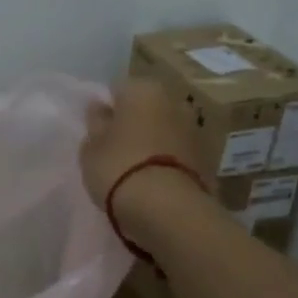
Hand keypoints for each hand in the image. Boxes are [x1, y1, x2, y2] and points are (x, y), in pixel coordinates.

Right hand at [80, 79, 205, 224]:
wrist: (167, 207)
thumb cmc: (119, 167)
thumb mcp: (91, 147)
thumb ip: (96, 123)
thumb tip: (100, 108)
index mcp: (143, 89)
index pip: (118, 90)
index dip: (106, 110)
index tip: (98, 131)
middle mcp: (173, 100)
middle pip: (146, 108)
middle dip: (134, 123)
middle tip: (115, 148)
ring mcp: (194, 129)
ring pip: (164, 129)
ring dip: (153, 141)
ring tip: (135, 169)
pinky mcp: (207, 157)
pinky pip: (177, 152)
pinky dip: (167, 160)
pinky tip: (154, 180)